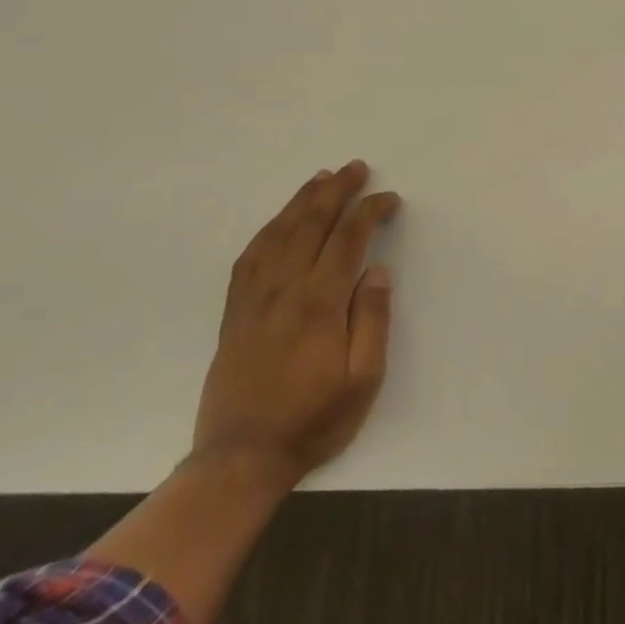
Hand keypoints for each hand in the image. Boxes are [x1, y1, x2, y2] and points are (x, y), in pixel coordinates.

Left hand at [192, 161, 401, 490]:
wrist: (242, 455)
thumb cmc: (314, 418)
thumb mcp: (363, 379)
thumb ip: (373, 320)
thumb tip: (378, 270)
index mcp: (320, 303)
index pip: (349, 239)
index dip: (370, 211)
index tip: (389, 198)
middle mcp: (284, 289)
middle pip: (311, 224)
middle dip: (335, 191)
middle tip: (355, 167)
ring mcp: (254, 298)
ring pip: (278, 233)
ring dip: (301, 201)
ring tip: (320, 179)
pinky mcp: (235, 311)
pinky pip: (249, 257)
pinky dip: (267, 230)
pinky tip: (278, 222)